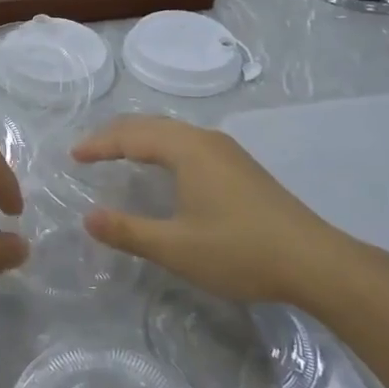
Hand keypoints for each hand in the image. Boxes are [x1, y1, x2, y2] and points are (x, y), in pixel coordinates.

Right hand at [72, 116, 370, 309]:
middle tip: (90, 150)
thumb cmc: (240, 250)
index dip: (99, 144)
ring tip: (119, 153)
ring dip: (141, 138)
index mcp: (186, 149)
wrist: (315, 262)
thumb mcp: (176, 247)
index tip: (73, 155)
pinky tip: (165, 167)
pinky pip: (188, 143)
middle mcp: (205, 140)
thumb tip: (88, 218)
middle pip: (151, 125)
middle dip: (117, 135)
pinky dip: (162, 146)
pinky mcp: (241, 167)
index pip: (131, 136)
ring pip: (173, 132)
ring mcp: (227, 151)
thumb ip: (129, 231)